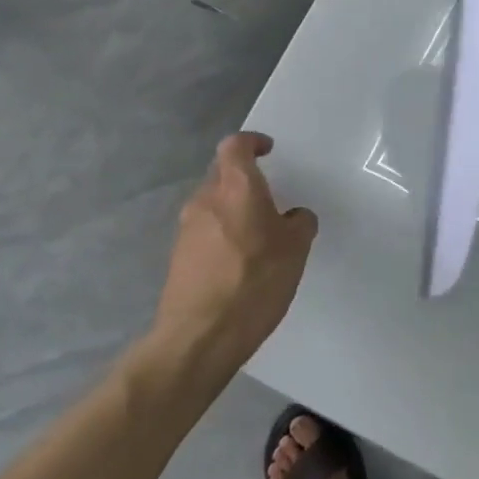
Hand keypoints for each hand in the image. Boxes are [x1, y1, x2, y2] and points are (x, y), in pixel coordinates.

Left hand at [154, 132, 317, 373]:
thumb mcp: (296, 250)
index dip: (252, 143)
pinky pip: (205, 231)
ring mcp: (187, 228)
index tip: (268, 150)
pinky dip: (222, 234)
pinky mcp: (178, 256)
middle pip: (222, 174)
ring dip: (233, 209)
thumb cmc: (255, 282)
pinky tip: (240, 262)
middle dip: (244, 179)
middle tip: (269, 197)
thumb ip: (299, 223)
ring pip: (212, 204)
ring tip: (258, 235)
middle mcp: (206, 199)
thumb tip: (293, 217)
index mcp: (236, 188)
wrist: (200, 336)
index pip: (235, 146)